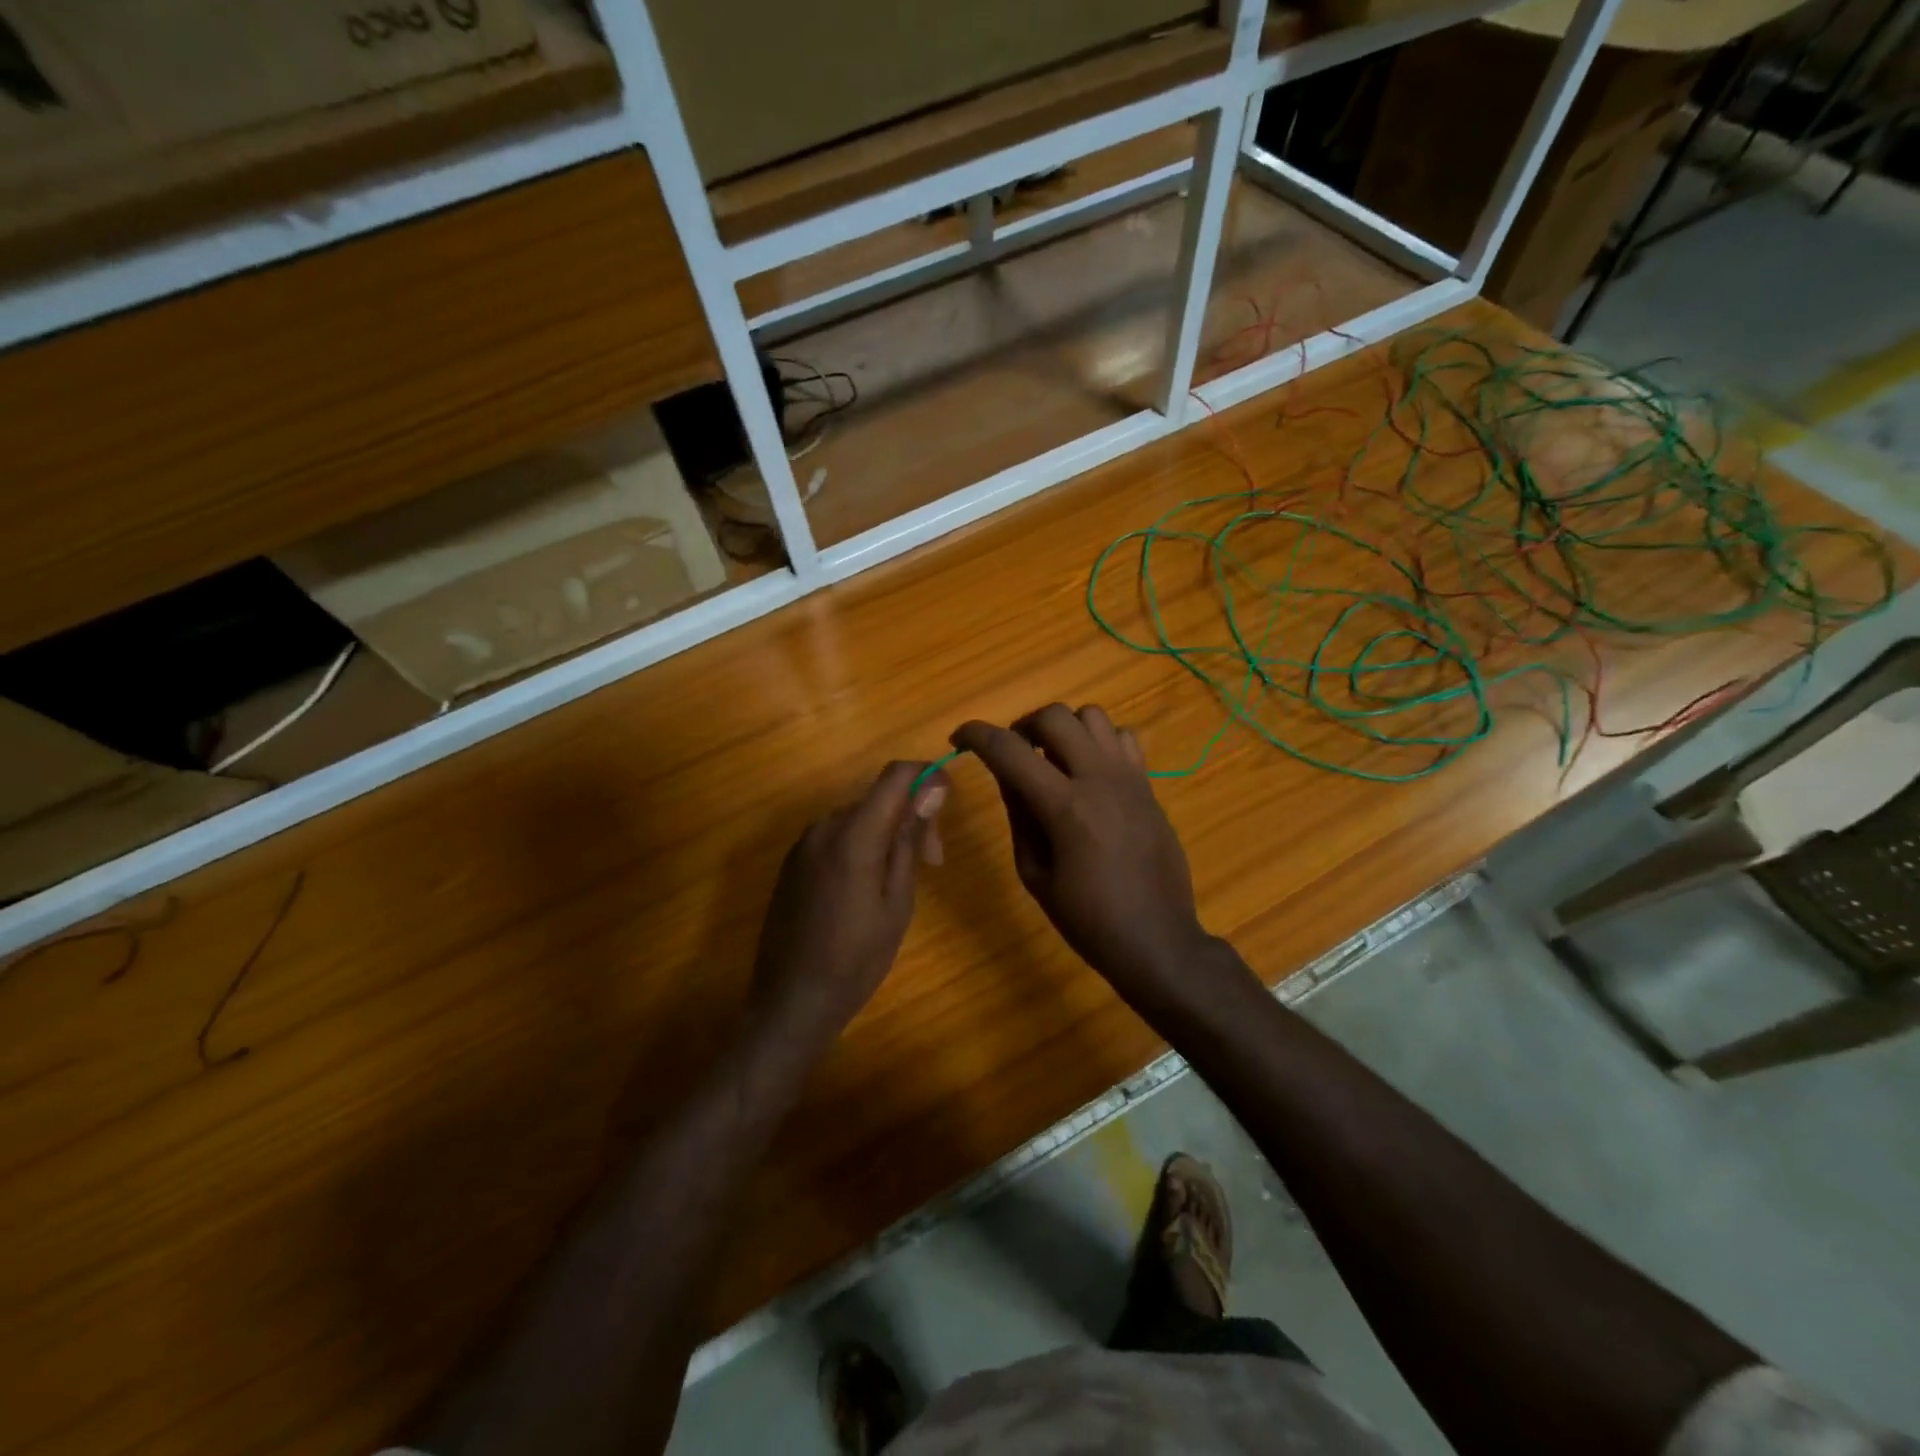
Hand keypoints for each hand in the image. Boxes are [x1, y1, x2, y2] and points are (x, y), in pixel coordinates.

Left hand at [749, 761, 948, 1046]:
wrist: (791, 1001)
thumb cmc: (856, 958)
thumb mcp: (897, 901)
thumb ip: (909, 840)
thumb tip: (930, 790)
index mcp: (853, 834)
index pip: (895, 775)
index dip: (926, 777)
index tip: (946, 806)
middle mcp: (824, 827)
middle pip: (878, 798)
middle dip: (910, 818)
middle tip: (931, 863)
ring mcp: (803, 844)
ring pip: (858, 817)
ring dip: (886, 834)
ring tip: (900, 881)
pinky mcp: (792, 863)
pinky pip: (836, 837)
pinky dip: (860, 845)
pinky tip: (866, 887)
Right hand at [952, 705, 1219, 1008]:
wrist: (1157, 940)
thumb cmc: (1088, 920)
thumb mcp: (1035, 874)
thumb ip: (1019, 816)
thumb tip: (1006, 774)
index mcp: (1065, 807)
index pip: (1009, 750)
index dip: (976, 735)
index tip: (960, 738)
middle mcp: (1099, 779)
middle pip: (1055, 716)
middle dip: (1023, 726)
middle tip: (1014, 754)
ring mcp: (1130, 778)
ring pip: (1093, 716)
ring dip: (1064, 729)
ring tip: (1053, 759)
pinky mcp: (1149, 786)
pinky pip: (1124, 738)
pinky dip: (1100, 743)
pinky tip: (1090, 773)